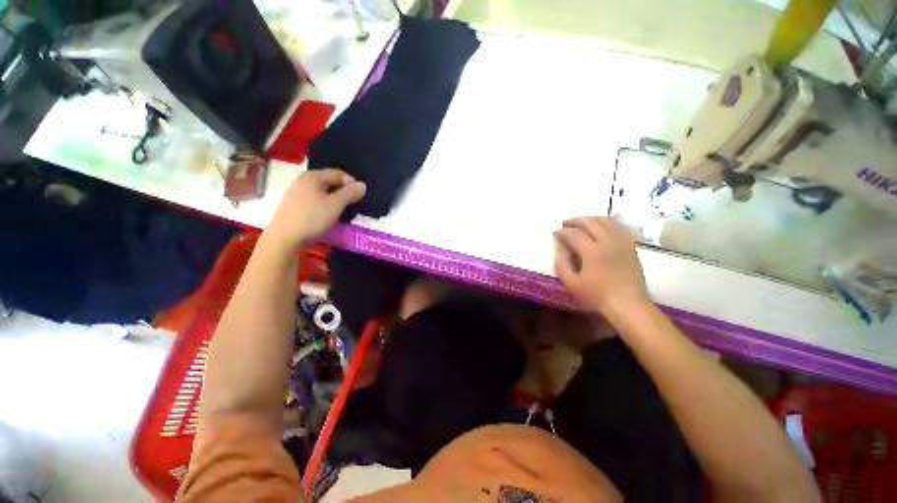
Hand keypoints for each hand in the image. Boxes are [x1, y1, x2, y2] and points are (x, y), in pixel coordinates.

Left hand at [263, 168, 365, 251]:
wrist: (284, 237)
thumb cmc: (313, 217)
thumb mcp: (336, 205)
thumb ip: (350, 193)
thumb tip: (362, 184)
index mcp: (313, 176)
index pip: (338, 173)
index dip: (351, 183)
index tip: (358, 196)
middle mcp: (302, 180)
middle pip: (329, 181)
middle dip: (342, 191)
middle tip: (351, 204)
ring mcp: (295, 192)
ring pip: (321, 191)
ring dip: (333, 199)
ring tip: (340, 211)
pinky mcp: (293, 204)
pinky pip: (313, 199)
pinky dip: (323, 204)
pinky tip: (325, 215)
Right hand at [553, 217, 650, 318]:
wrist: (628, 305)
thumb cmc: (597, 296)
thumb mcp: (571, 284)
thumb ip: (561, 265)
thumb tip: (559, 251)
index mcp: (592, 252)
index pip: (575, 234)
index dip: (563, 231)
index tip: (555, 232)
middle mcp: (608, 242)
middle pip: (591, 223)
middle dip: (575, 221)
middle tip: (565, 223)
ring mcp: (622, 243)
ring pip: (606, 222)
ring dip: (591, 219)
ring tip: (581, 223)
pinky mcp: (631, 247)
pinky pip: (619, 228)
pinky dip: (607, 224)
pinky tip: (601, 228)